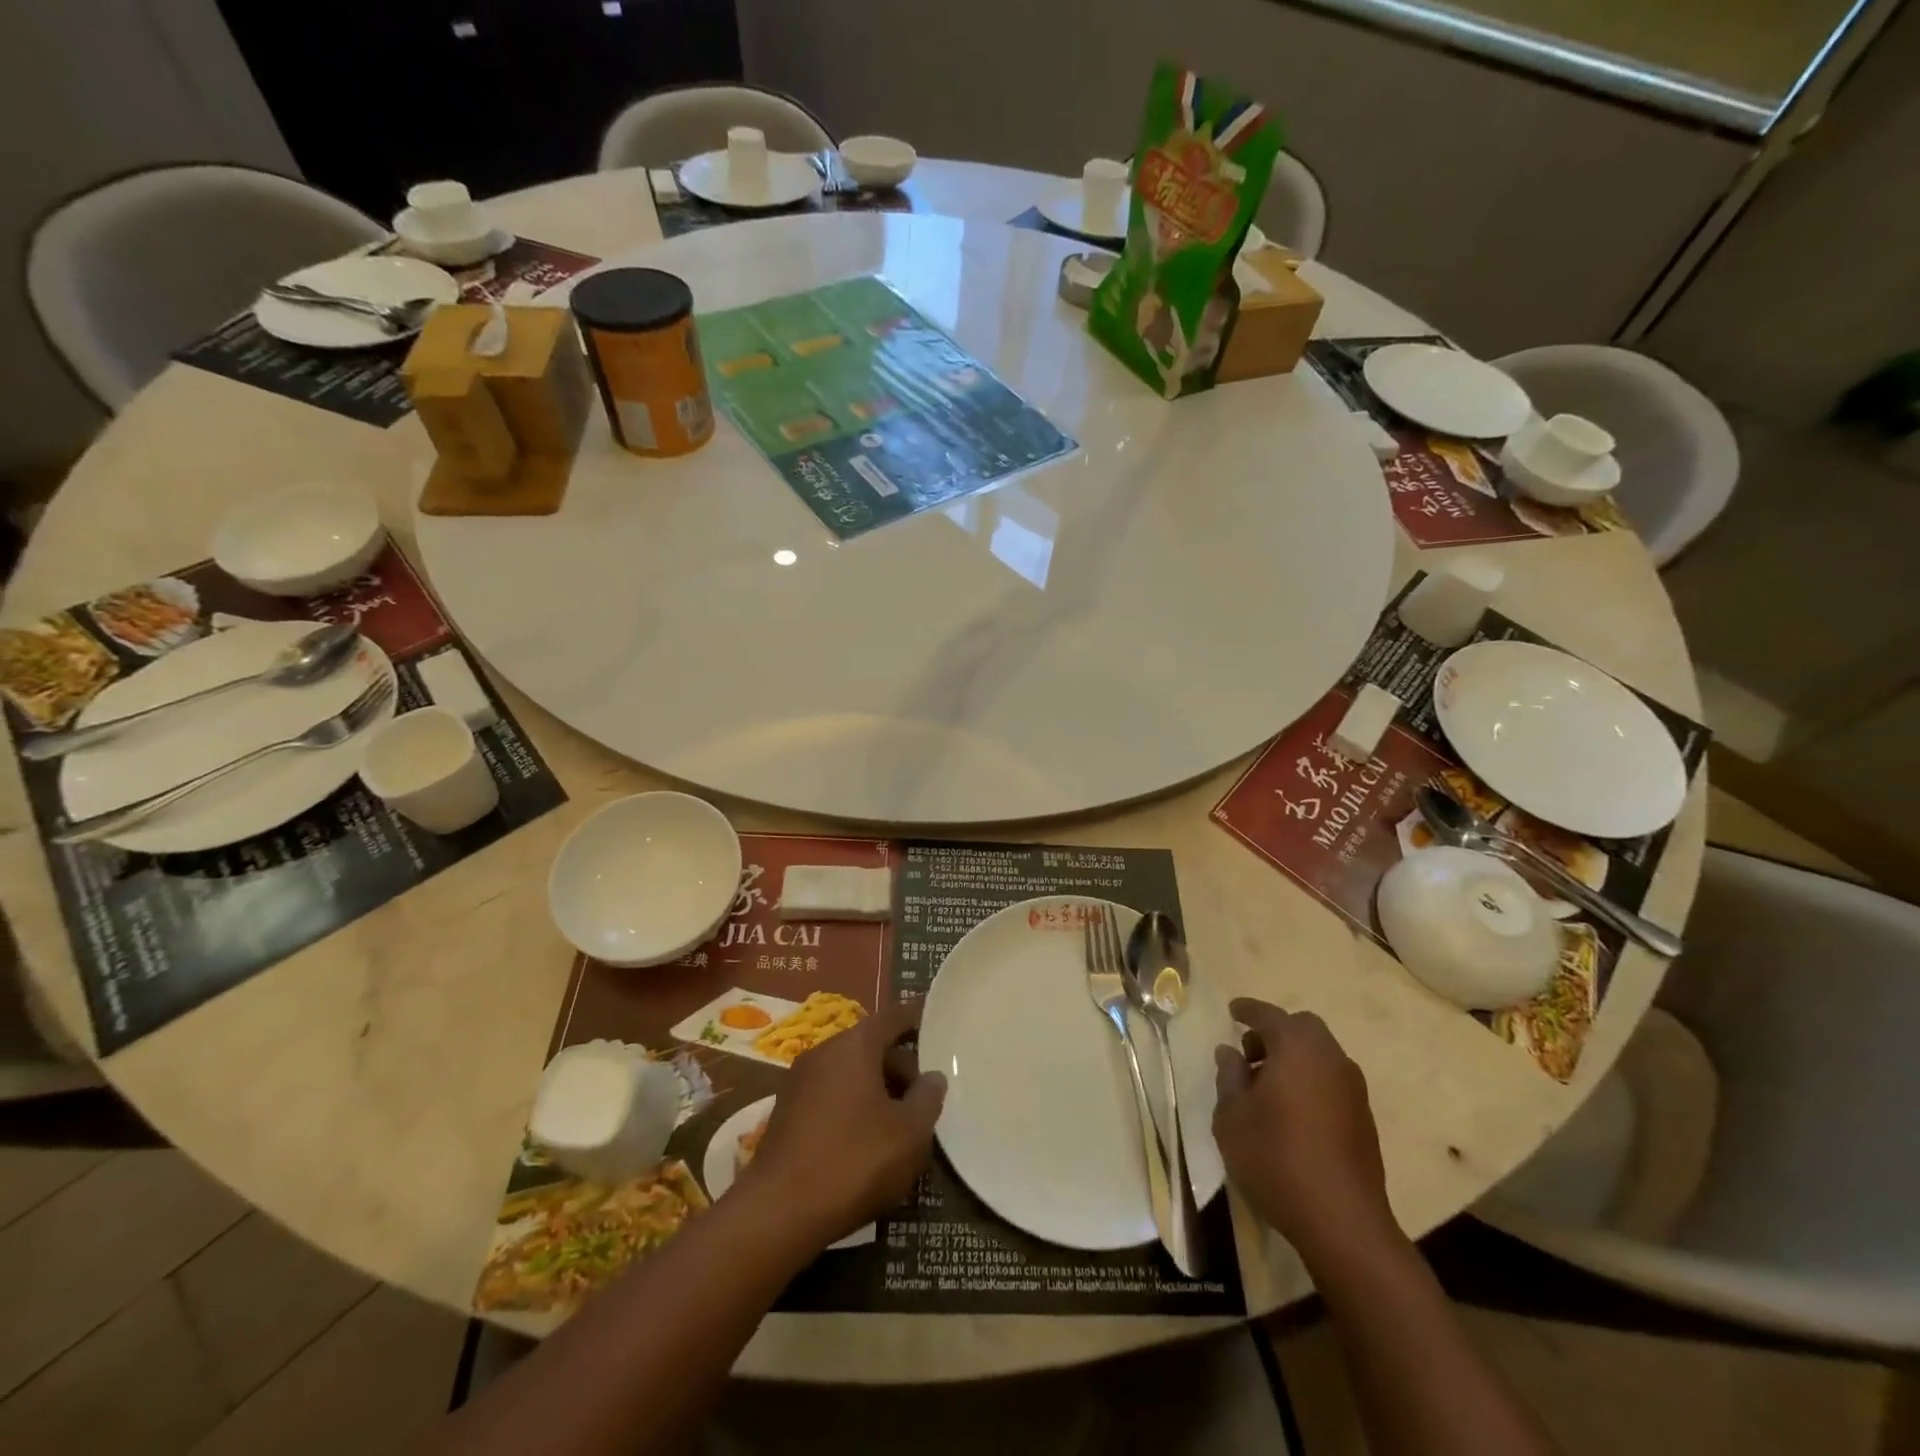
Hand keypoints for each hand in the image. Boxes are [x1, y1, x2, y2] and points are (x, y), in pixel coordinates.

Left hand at [739, 1001, 945, 1248]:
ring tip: (899, 1123)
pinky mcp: (785, 1113)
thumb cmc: (854, 1161)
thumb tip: (933, 1076)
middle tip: (924, 1096)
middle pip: (870, 1045)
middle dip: (900, 1066)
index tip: (937, 1028)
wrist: (778, 1213)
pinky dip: (851, 1105)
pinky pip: (829, 1094)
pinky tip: (865, 1142)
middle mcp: (823, 1051)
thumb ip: (928, 1098)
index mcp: (855, 1045)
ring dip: (876, 1089)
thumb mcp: (909, 1133)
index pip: (892, 1017)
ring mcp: (799, 1081)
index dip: (917, 1020)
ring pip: (849, 1072)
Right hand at [1212, 998, 1400, 1268]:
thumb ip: (1229, 1077)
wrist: (1342, 1222)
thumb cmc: (1276, 1158)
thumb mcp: (1232, 1116)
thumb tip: (1230, 1052)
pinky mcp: (1364, 1118)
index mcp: (1297, 1049)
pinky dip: (1310, 1079)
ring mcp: (1353, 1089)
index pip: (1269, 1015)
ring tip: (1265, 1086)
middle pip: (1302, 1028)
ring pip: (1320, 1054)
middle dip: (1274, 1032)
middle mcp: (1330, 1059)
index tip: (1232, 1010)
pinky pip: (1331, 1080)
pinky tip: (1291, 1111)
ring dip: (1294, 1058)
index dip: (1247, 1010)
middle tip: (1248, 1053)